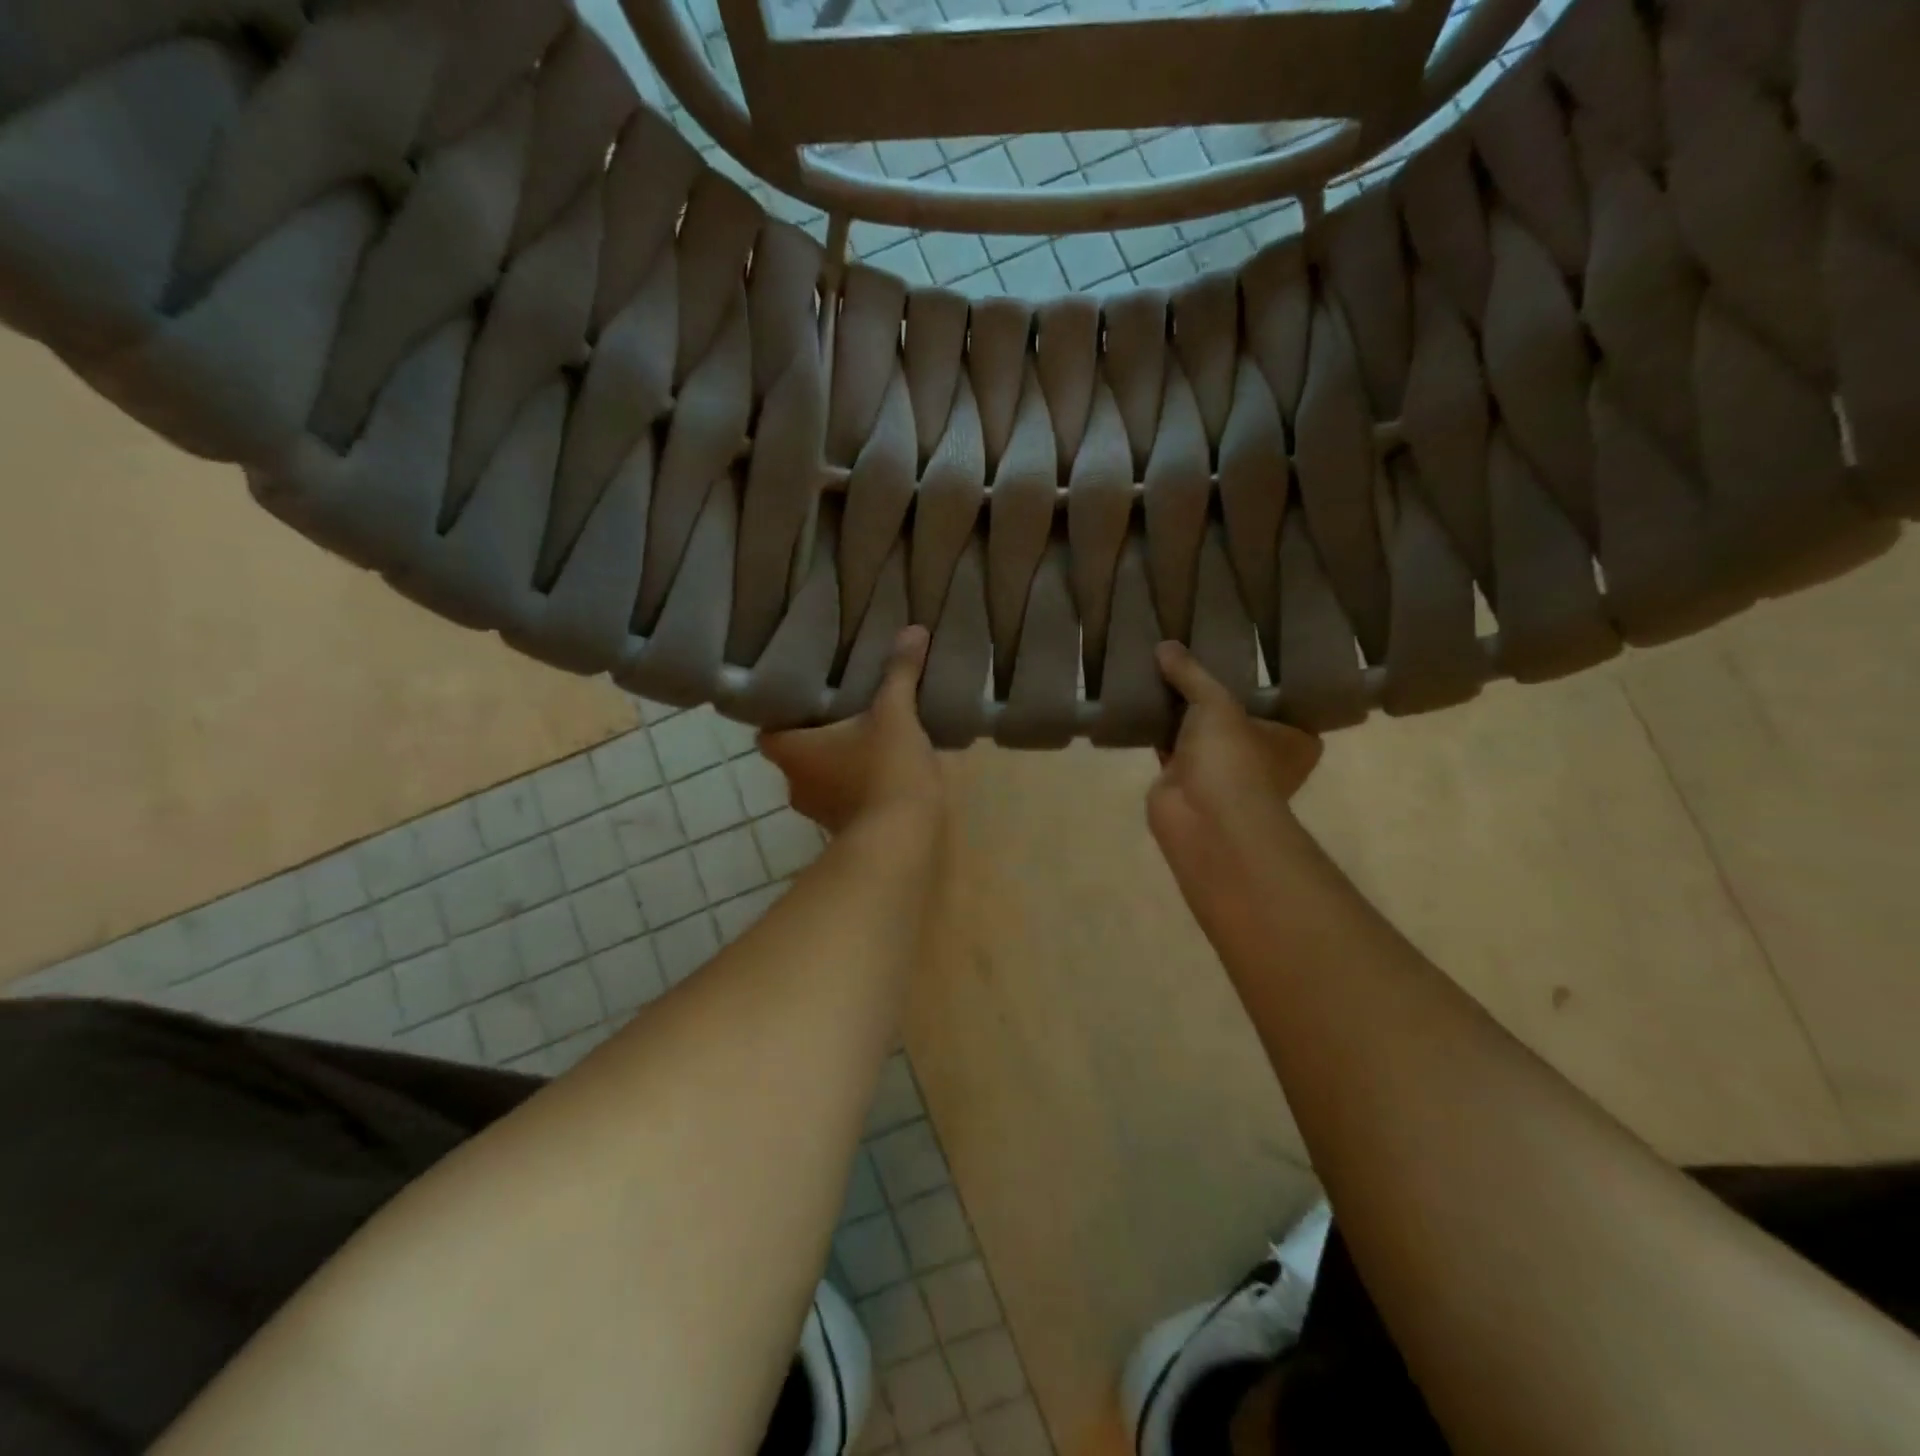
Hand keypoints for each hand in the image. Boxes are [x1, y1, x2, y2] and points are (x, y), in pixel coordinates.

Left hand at [759, 627, 944, 836]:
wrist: (903, 840)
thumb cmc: (885, 771)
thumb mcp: (895, 715)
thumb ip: (899, 674)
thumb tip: (913, 630)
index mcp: (792, 752)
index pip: (767, 731)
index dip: (780, 714)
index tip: (804, 697)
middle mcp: (796, 784)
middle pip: (796, 753)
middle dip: (817, 735)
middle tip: (842, 707)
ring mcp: (819, 812)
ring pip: (821, 777)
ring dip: (839, 761)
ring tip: (867, 733)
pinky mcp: (845, 830)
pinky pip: (845, 798)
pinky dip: (858, 784)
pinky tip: (885, 768)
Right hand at [1147, 642, 1322, 922]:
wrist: (1202, 818)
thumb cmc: (1233, 757)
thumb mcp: (1216, 701)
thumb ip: (1191, 673)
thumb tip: (1165, 645)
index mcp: (1292, 741)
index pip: (1282, 703)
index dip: (1261, 681)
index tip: (1241, 656)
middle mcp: (1261, 757)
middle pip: (1235, 717)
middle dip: (1213, 695)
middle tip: (1193, 657)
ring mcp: (1221, 772)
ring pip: (1199, 732)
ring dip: (1181, 712)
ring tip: (1160, 671)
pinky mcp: (1183, 781)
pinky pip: (1169, 746)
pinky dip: (1156, 729)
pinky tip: (1139, 702)